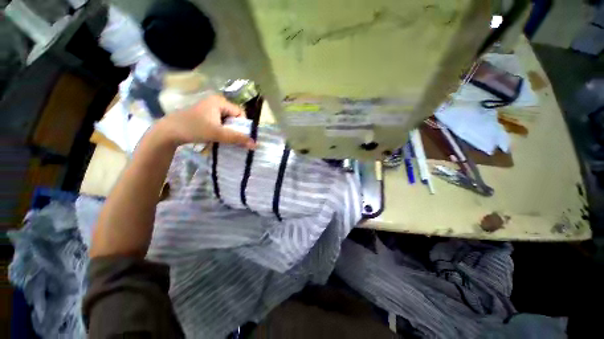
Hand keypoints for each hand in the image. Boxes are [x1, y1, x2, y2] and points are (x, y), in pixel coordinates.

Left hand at [157, 95, 255, 148]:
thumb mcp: (218, 133)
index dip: (243, 126)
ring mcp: (210, 109)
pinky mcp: (206, 116)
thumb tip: (255, 144)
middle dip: (236, 129)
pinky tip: (218, 138)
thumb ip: (237, 138)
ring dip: (229, 132)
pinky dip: (222, 131)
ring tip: (225, 140)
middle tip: (233, 140)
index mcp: (220, 101)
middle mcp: (216, 102)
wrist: (168, 131)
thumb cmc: (194, 128)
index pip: (240, 113)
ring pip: (228, 122)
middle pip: (234, 117)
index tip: (240, 136)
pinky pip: (221, 123)